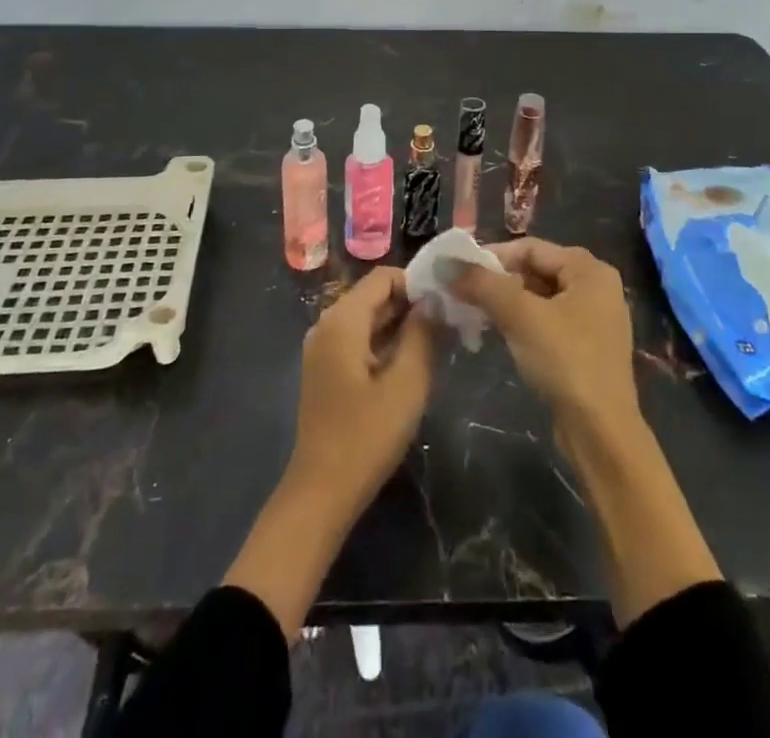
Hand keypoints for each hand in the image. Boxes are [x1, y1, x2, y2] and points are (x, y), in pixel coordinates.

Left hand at [286, 266, 435, 517]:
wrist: (322, 492)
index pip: (384, 277)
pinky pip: (359, 340)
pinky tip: (409, 366)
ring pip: (368, 319)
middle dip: (411, 306)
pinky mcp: (325, 370)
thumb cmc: (367, 435)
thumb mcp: (407, 383)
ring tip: (436, 345)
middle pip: (374, 296)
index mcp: (342, 319)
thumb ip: (423, 334)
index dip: (417, 284)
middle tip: (448, 327)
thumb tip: (435, 301)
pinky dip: (384, 344)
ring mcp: (323, 348)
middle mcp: (327, 323)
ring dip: (400, 326)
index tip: (446, 306)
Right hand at [453, 239, 639, 439]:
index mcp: (590, 270)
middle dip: (498, 281)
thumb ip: (483, 285)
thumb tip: (445, 264)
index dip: (492, 255)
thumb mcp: (520, 316)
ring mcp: (594, 320)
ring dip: (506, 303)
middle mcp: (596, 287)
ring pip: (540, 298)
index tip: (458, 270)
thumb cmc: (564, 361)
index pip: (531, 248)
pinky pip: (547, 321)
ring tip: (474, 312)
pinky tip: (498, 334)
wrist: (600, 432)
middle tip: (463, 292)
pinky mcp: (586, 348)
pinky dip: (522, 322)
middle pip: (536, 271)